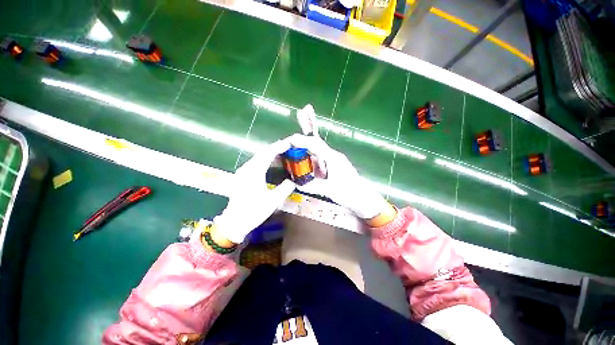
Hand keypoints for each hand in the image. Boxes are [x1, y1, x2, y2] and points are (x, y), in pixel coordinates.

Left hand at [214, 140, 295, 243]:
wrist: (234, 222)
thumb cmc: (253, 212)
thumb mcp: (272, 201)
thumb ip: (284, 189)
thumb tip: (292, 182)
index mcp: (254, 173)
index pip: (267, 154)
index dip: (278, 147)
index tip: (289, 143)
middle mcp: (247, 169)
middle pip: (262, 153)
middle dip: (275, 148)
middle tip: (288, 147)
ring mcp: (243, 172)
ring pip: (258, 158)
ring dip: (270, 154)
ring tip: (283, 153)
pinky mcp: (242, 176)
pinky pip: (256, 163)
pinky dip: (266, 160)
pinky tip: (272, 163)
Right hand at [287, 134, 390, 219]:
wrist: (363, 199)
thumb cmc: (349, 193)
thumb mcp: (330, 190)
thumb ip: (313, 186)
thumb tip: (297, 184)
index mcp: (333, 158)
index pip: (315, 144)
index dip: (302, 141)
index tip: (290, 141)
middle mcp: (333, 157)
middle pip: (315, 146)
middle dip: (301, 145)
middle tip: (287, 149)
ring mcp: (333, 162)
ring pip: (317, 154)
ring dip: (305, 154)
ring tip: (293, 159)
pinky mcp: (333, 168)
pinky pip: (319, 162)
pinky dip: (310, 163)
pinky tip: (304, 168)